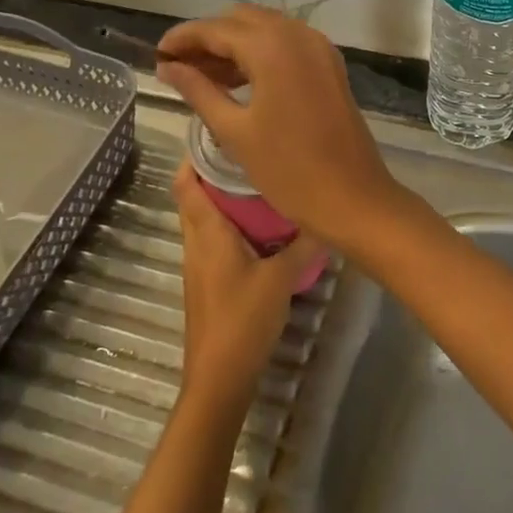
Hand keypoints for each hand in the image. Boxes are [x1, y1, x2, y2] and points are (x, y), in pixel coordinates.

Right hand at [158, 5, 408, 246]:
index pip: (215, 28)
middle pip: (240, 21)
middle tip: (177, 67)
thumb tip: (167, 67)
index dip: (182, 38)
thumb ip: (198, 90)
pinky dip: (259, 54)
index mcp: (272, 46)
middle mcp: (297, 34)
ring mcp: (318, 47)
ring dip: (232, 45)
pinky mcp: (329, 64)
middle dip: (207, 38)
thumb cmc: (288, 169)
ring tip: (199, 76)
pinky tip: (236, 81)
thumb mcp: (234, 130)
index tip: (156, 53)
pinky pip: (286, 45)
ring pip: (265, 30)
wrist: (352, 197)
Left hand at [174, 161, 319, 403]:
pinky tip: (260, 228)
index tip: (220, 134)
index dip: (194, 155)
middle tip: (252, 154)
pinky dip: (230, 224)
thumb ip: (304, 244)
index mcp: (207, 232)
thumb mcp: (282, 278)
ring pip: (205, 219)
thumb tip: (327, 215)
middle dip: (216, 172)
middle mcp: (196, 242)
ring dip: (224, 199)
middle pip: (195, 196)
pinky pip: (214, 239)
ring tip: (261, 183)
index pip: (186, 182)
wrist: (219, 378)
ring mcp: (199, 264)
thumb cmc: (243, 320)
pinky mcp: (208, 282)